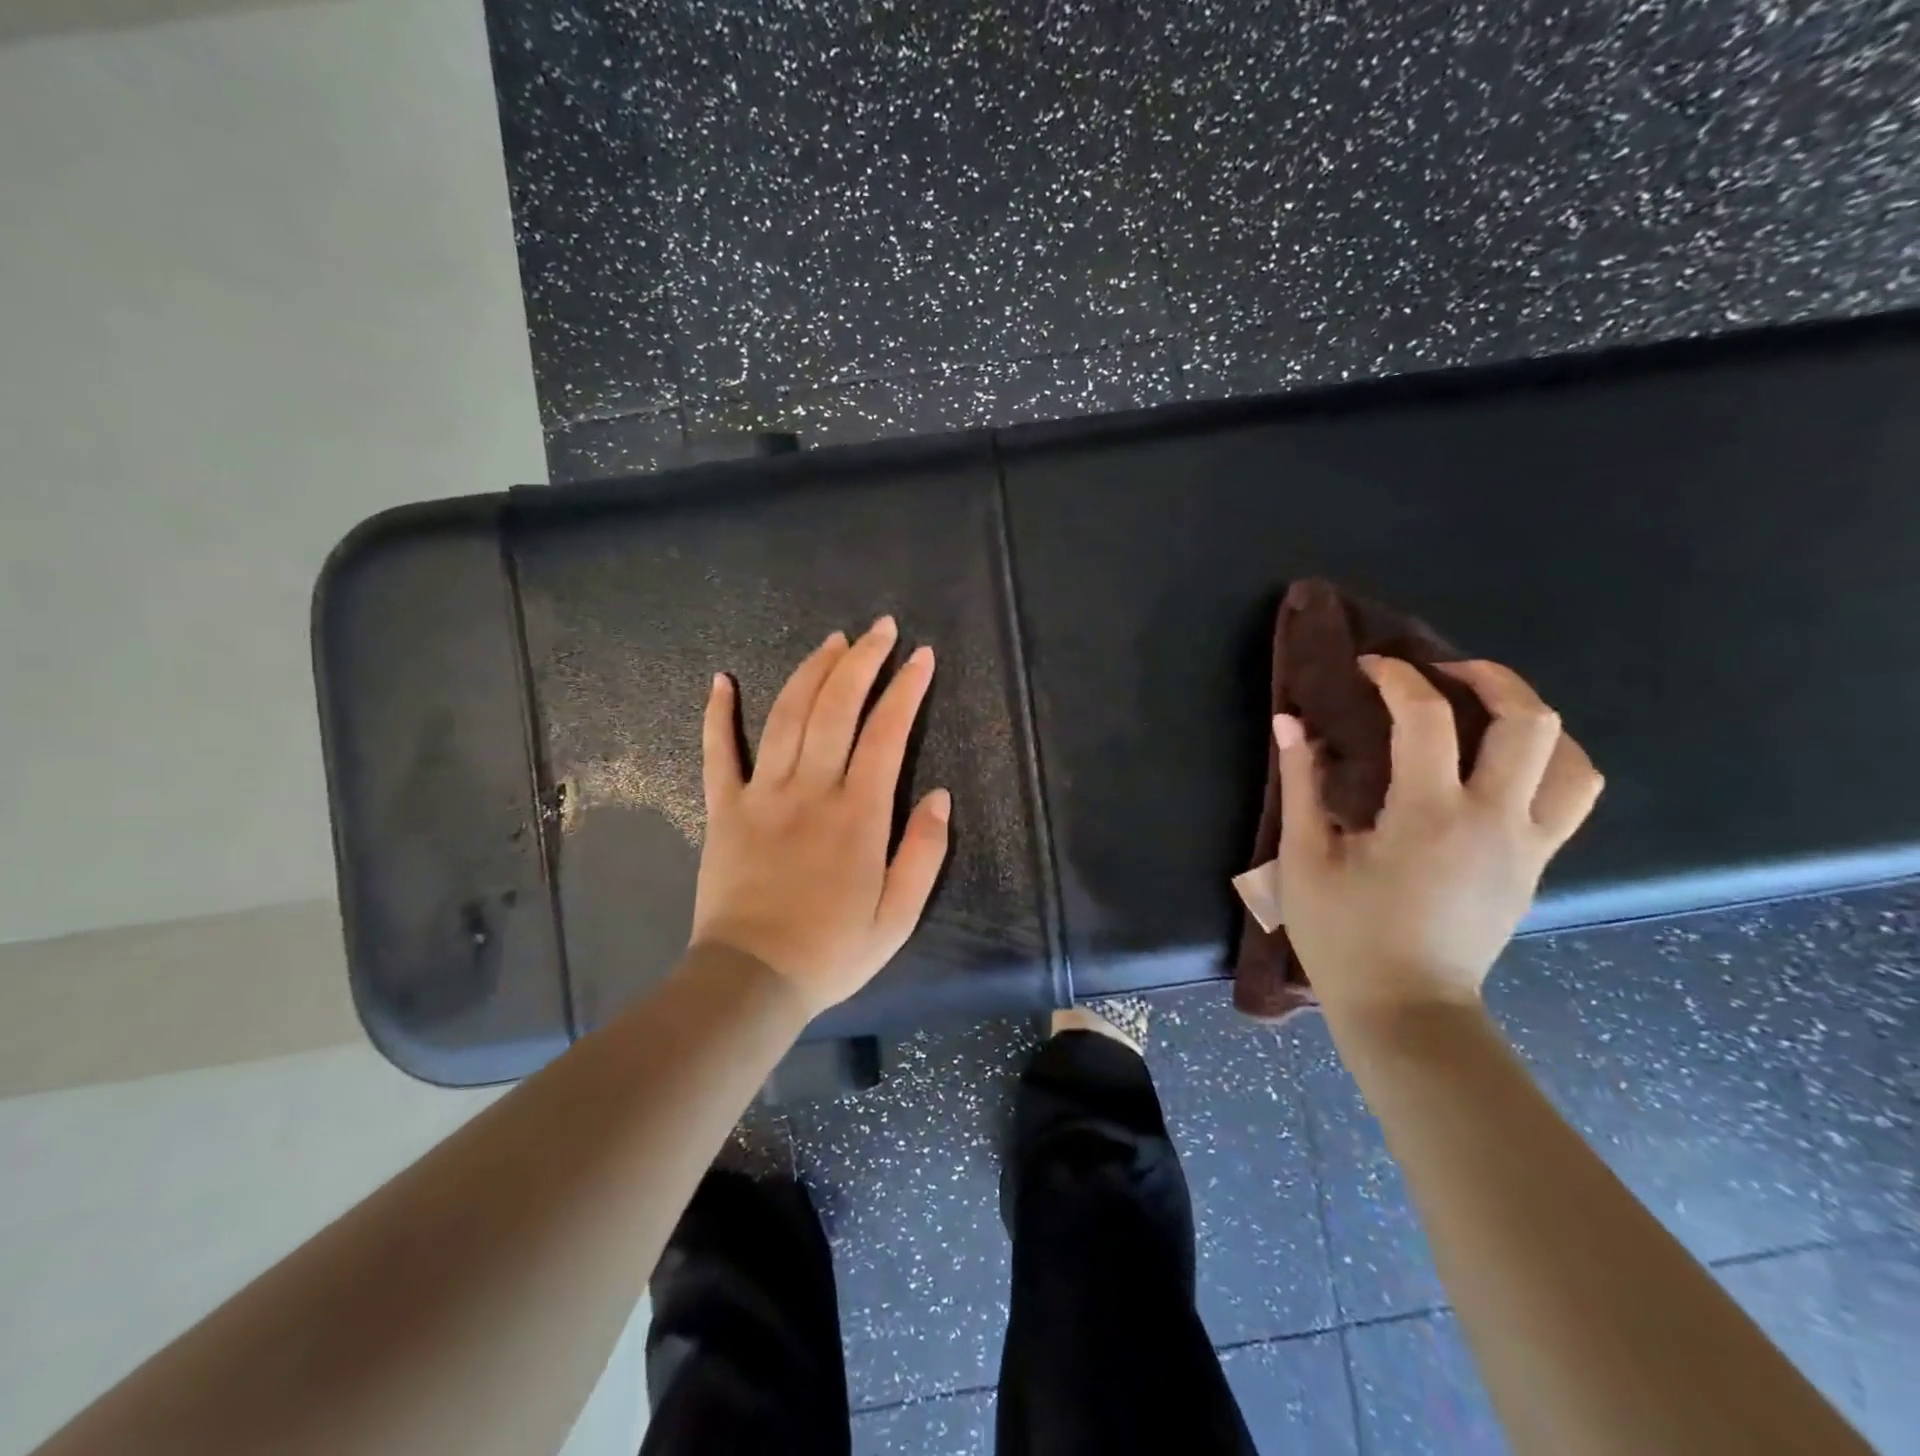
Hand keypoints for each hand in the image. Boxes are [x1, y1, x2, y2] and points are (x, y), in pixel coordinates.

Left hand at [690, 617, 950, 1016]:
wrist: (751, 981)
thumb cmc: (833, 951)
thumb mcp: (899, 915)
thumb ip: (924, 852)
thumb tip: (941, 795)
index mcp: (859, 814)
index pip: (887, 733)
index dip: (906, 689)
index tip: (922, 656)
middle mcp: (811, 790)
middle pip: (836, 708)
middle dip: (862, 661)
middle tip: (880, 629)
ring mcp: (762, 795)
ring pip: (787, 717)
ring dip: (811, 673)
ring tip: (832, 642)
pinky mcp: (724, 810)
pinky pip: (718, 754)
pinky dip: (718, 714)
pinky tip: (722, 679)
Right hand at [1276, 655, 1601, 1020]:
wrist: (1406, 1009)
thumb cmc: (1344, 936)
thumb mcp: (1306, 859)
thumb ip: (1301, 784)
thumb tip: (1290, 723)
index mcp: (1429, 815)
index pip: (1428, 718)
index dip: (1398, 677)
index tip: (1368, 667)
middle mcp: (1495, 821)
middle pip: (1531, 722)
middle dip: (1490, 677)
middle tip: (1444, 671)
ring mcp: (1527, 846)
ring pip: (1572, 761)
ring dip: (1533, 721)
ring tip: (1485, 712)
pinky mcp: (1536, 868)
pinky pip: (1569, 799)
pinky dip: (1547, 763)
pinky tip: (1501, 766)